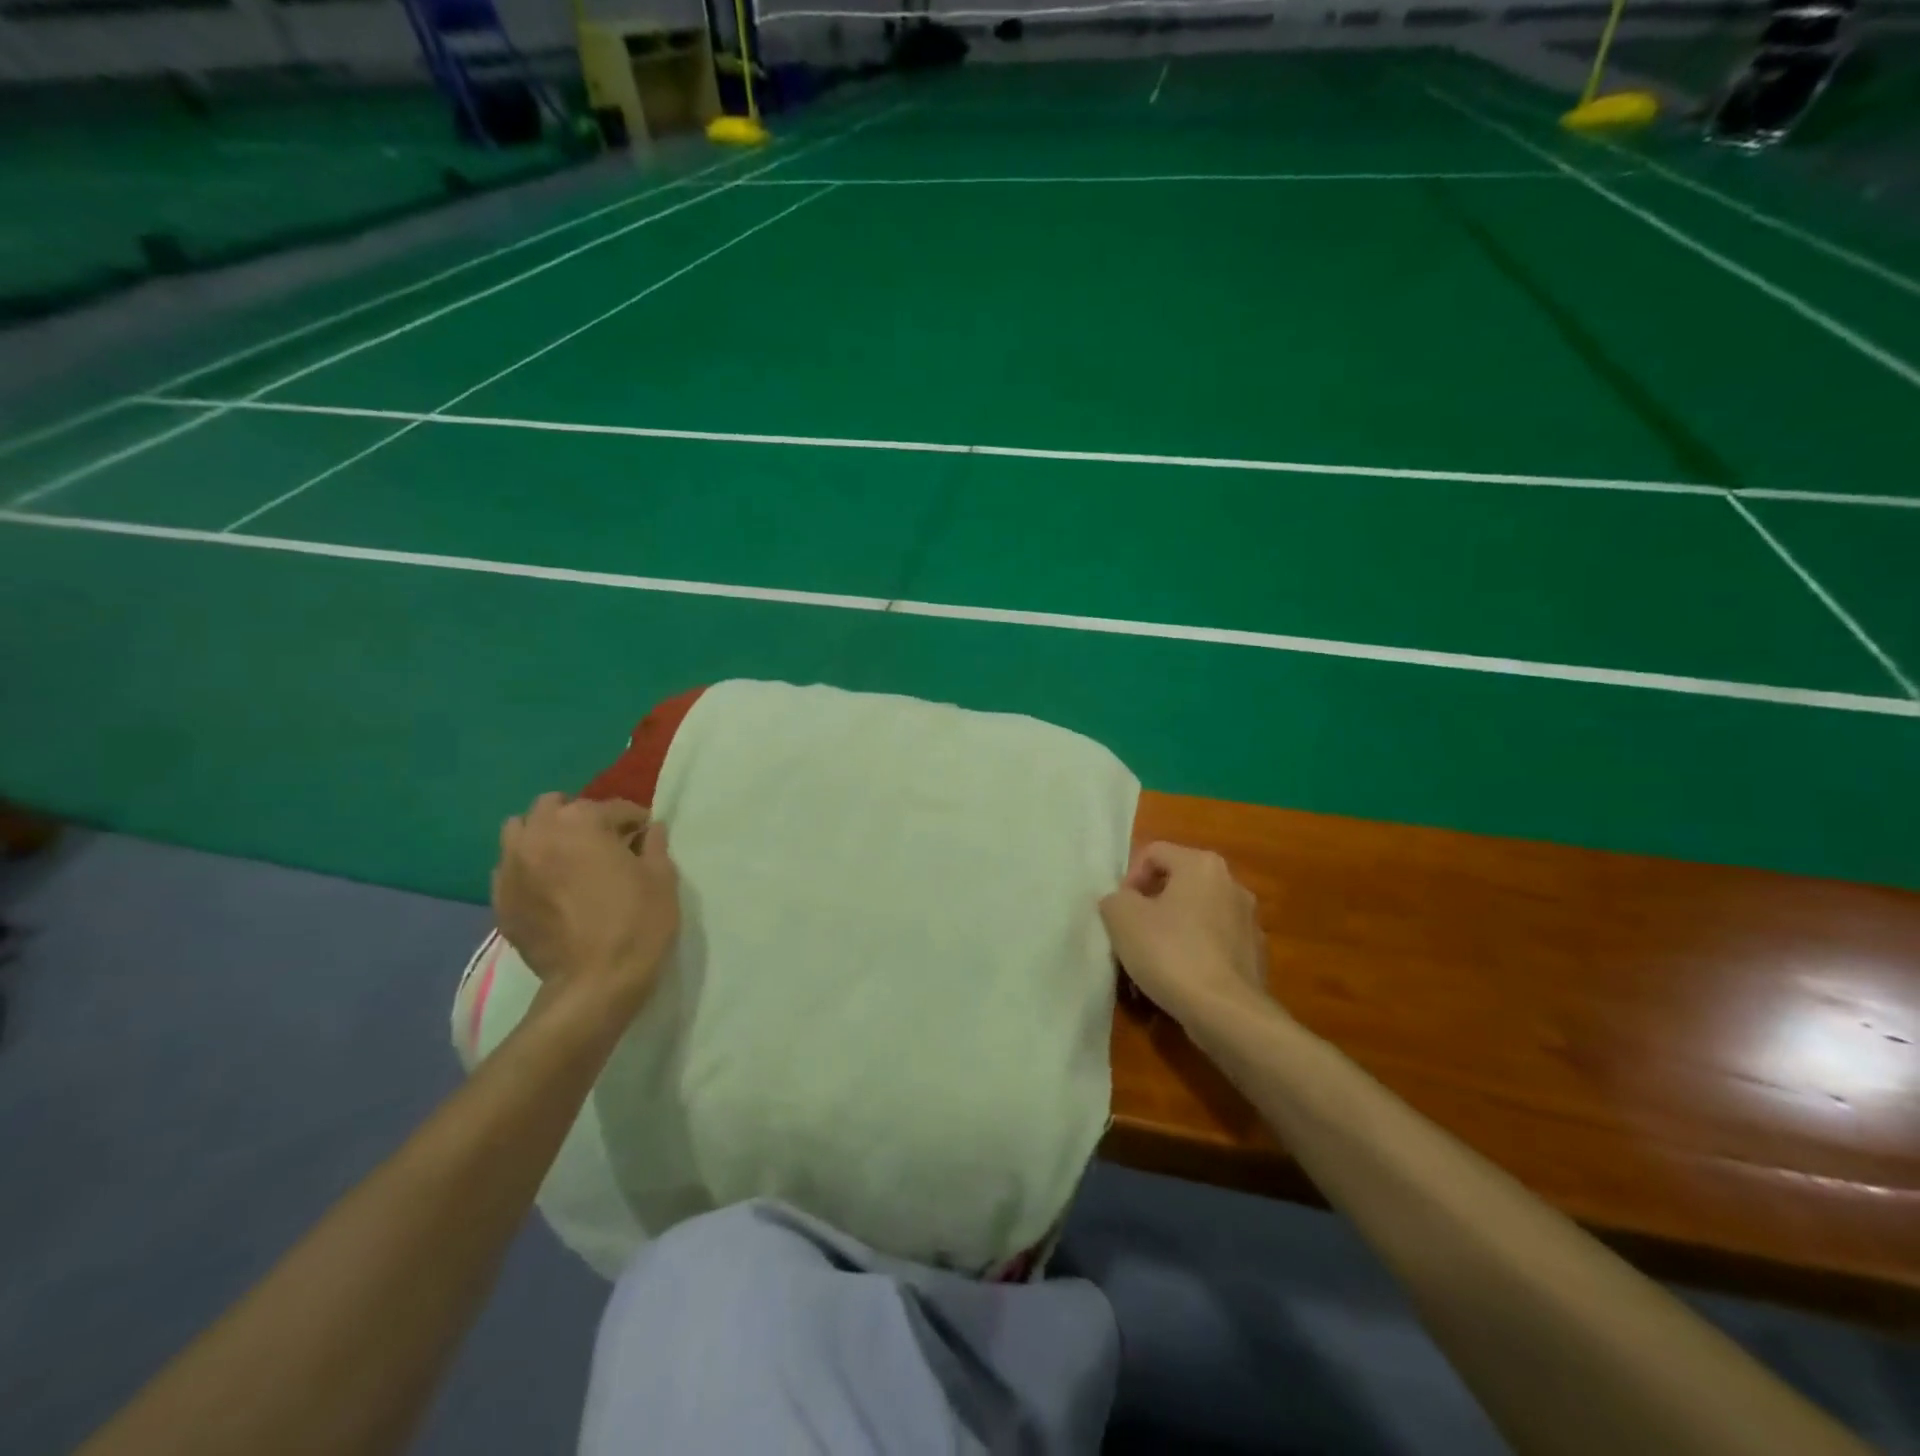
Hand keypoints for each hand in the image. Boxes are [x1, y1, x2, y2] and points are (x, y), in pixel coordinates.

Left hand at [490, 793, 679, 1010]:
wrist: (595, 984)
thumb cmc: (637, 923)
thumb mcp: (662, 878)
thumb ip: (655, 845)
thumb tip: (652, 830)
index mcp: (581, 823)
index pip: (612, 807)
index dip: (634, 820)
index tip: (646, 836)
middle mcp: (539, 835)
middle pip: (554, 806)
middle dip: (580, 817)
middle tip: (603, 842)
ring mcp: (512, 867)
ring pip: (520, 830)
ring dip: (544, 834)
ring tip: (567, 857)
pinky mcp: (500, 899)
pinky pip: (509, 867)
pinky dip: (528, 866)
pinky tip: (549, 887)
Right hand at [1099, 841, 1272, 1026]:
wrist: (1226, 1013)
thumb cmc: (1170, 953)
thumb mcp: (1122, 918)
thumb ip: (1115, 899)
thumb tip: (1123, 903)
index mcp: (1202, 864)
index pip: (1154, 853)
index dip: (1129, 878)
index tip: (1120, 911)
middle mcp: (1232, 884)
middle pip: (1178, 884)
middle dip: (1151, 906)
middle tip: (1132, 933)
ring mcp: (1249, 921)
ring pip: (1197, 915)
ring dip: (1173, 930)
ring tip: (1153, 962)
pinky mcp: (1256, 956)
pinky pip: (1214, 945)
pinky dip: (1195, 954)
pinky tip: (1180, 980)